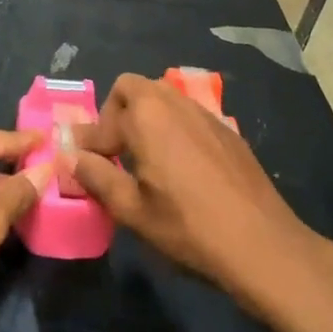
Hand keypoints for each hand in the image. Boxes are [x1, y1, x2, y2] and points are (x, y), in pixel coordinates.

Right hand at [67, 74, 332, 312]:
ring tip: (144, 159)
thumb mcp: (132, 210)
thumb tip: (71, 155)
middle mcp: (174, 103)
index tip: (81, 164)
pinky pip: (187, 115)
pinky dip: (172, 128)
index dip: (87, 143)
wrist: (262, 243)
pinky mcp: (226, 130)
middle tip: (114, 151)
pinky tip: (180, 167)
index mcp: (146, 116)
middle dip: (115, 113)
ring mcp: (204, 113)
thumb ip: (97, 177)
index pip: (102, 119)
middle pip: (133, 88)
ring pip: (163, 97)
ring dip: (144, 117)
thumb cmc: (188, 227)